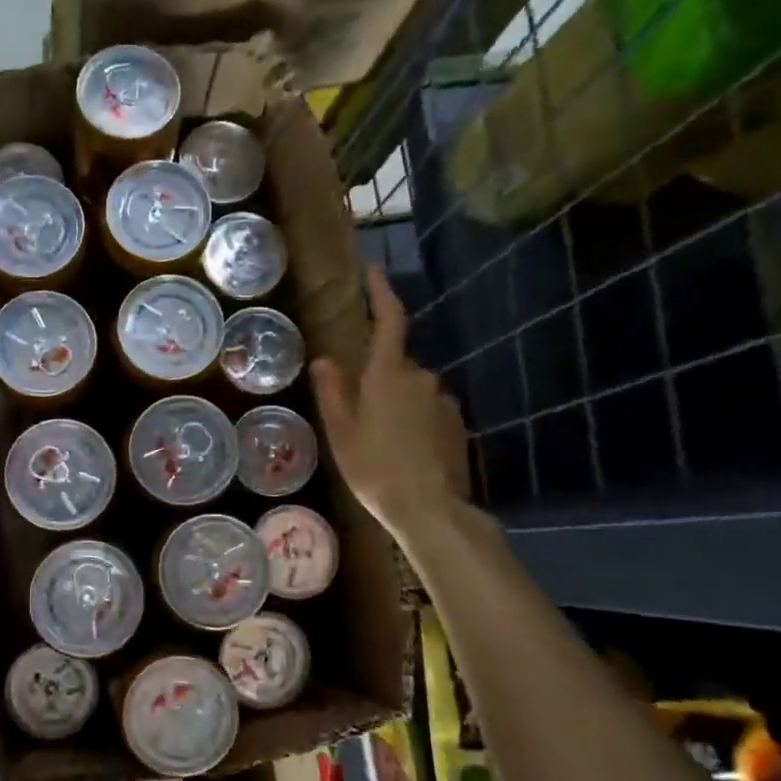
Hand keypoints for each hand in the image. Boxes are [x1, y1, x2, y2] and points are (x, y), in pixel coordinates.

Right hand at [310, 266, 469, 531]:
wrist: (429, 509)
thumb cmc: (374, 468)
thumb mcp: (341, 432)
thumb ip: (332, 391)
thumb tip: (324, 360)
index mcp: (389, 374)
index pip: (389, 320)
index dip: (382, 293)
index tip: (373, 272)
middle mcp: (422, 377)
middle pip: (395, 364)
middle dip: (377, 379)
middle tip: (356, 414)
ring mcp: (443, 401)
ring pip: (412, 390)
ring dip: (395, 404)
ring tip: (378, 442)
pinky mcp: (457, 423)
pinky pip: (428, 410)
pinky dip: (413, 421)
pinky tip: (402, 452)